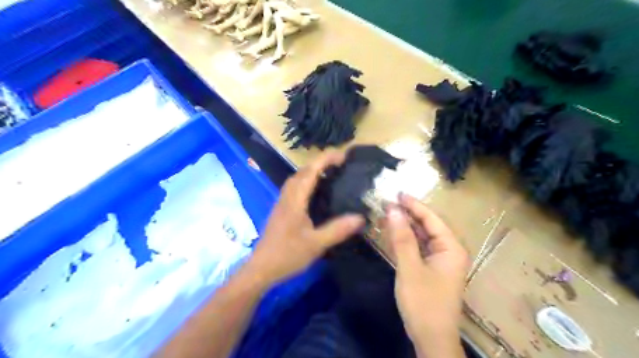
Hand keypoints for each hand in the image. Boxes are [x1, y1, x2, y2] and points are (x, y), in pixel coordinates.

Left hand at [248, 152, 364, 284]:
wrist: (261, 268)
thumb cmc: (287, 255)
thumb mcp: (316, 244)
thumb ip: (337, 230)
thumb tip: (360, 217)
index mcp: (295, 200)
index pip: (311, 171)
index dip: (326, 159)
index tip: (343, 155)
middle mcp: (287, 197)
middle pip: (302, 171)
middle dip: (320, 162)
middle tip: (340, 164)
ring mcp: (282, 203)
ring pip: (297, 178)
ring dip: (312, 170)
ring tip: (329, 173)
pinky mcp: (281, 210)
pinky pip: (294, 187)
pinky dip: (306, 181)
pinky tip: (315, 192)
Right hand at [384, 195, 467, 355]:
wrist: (431, 338)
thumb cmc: (423, 302)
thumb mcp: (410, 267)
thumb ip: (402, 238)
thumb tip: (393, 210)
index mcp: (451, 248)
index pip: (432, 218)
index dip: (414, 205)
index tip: (397, 193)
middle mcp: (449, 251)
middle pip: (428, 225)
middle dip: (409, 214)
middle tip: (388, 202)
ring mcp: (441, 260)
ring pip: (422, 236)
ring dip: (406, 226)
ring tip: (388, 213)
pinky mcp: (432, 269)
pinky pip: (419, 247)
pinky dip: (406, 240)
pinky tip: (394, 233)